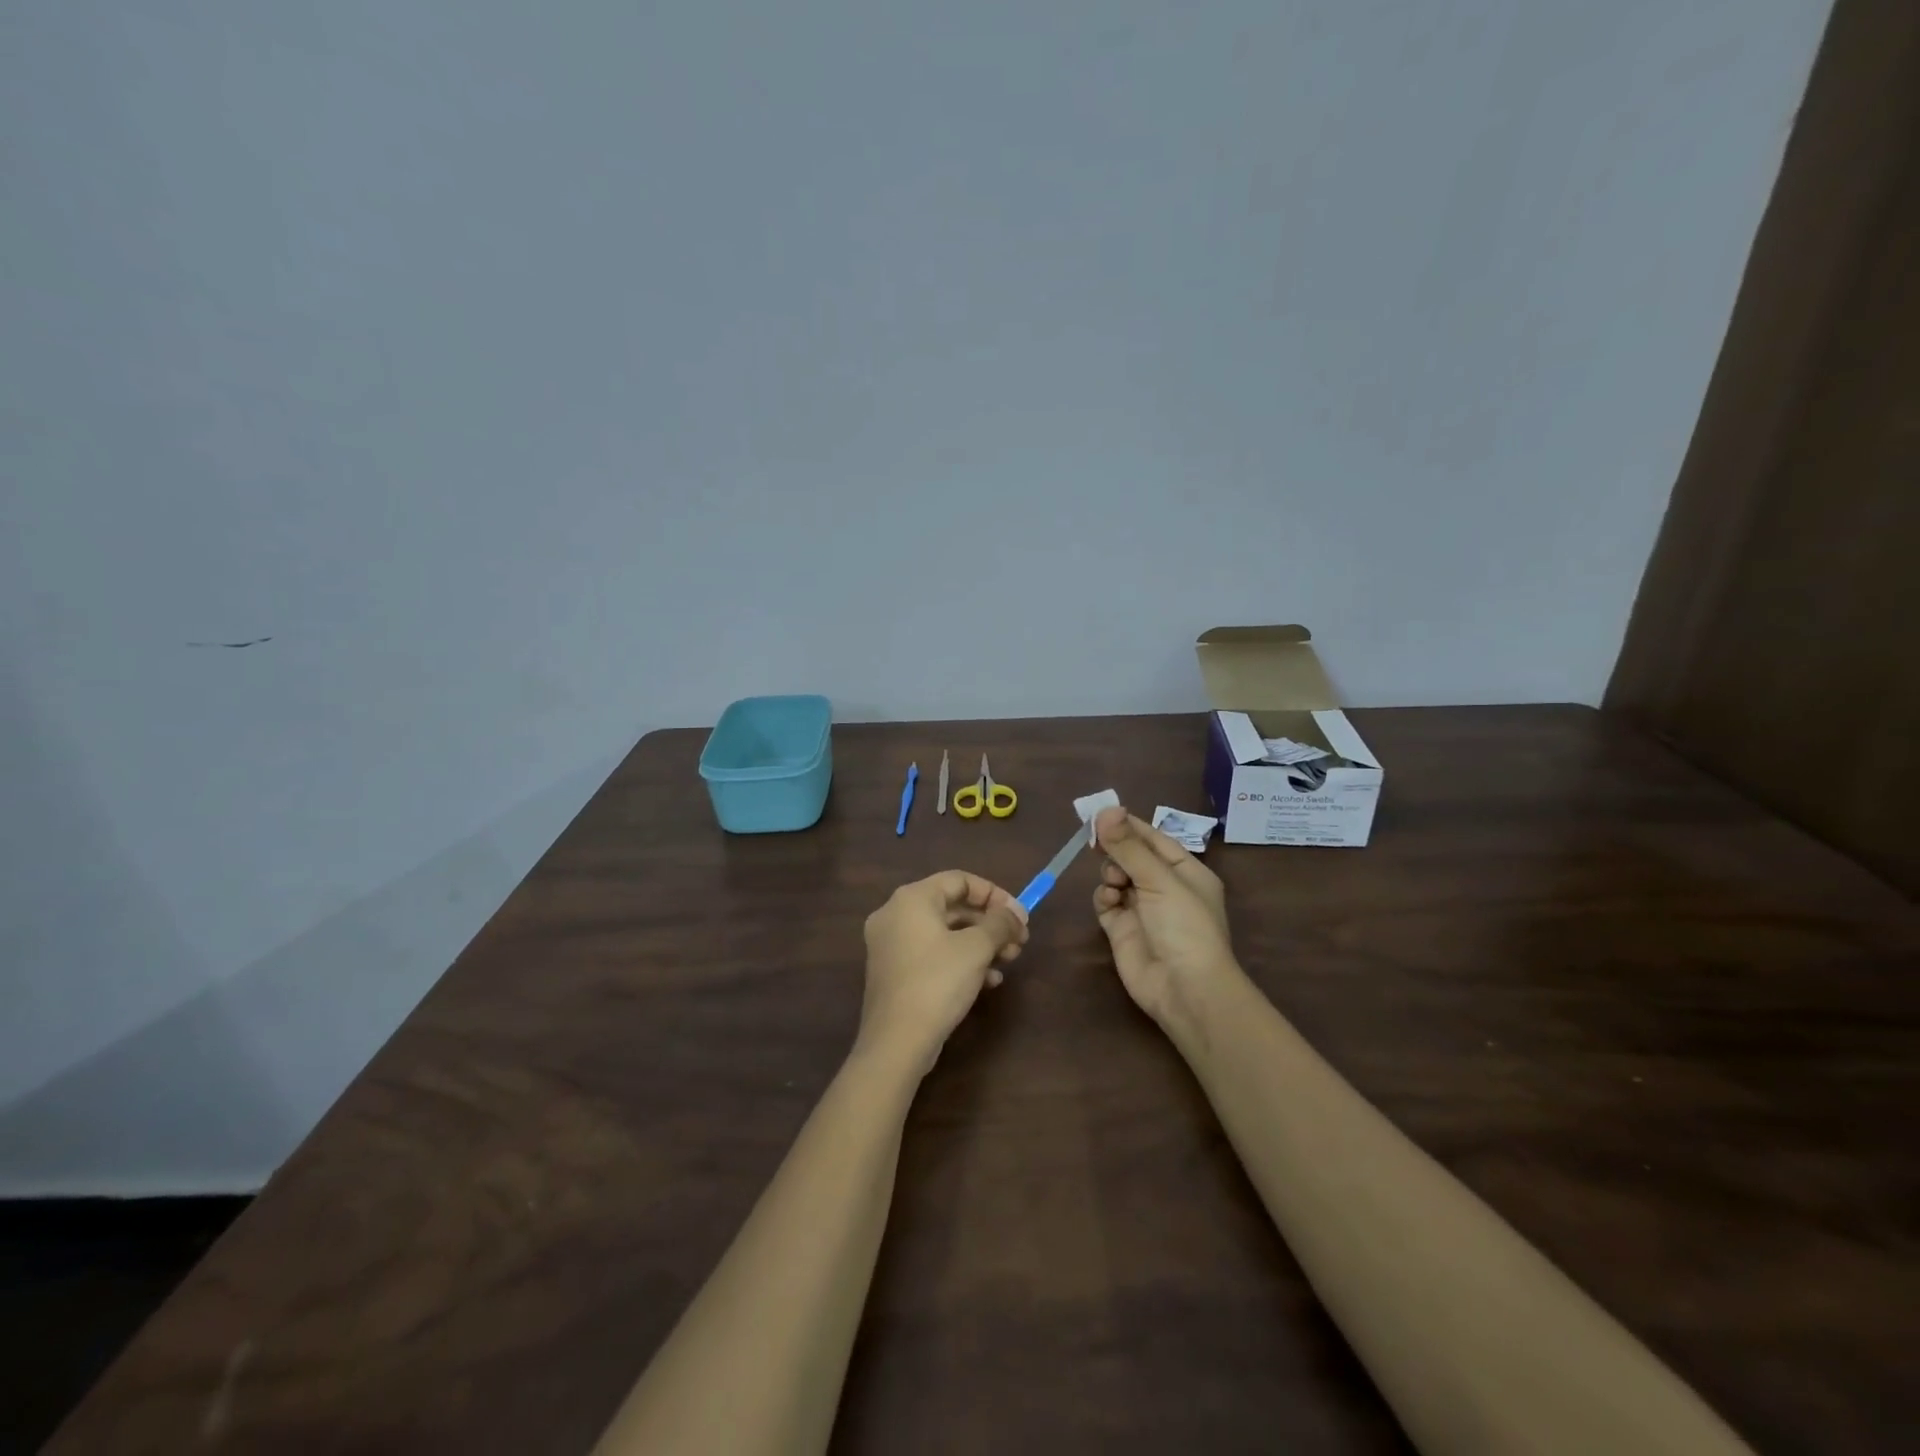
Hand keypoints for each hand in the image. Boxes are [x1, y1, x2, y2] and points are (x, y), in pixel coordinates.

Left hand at [858, 870, 1028, 1074]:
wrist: (897, 1042)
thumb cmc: (937, 982)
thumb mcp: (976, 948)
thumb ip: (1000, 923)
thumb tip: (1015, 914)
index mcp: (912, 898)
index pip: (959, 880)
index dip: (994, 894)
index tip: (1020, 915)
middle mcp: (896, 914)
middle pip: (952, 906)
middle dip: (990, 923)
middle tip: (1019, 941)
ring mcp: (891, 944)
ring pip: (945, 933)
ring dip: (980, 943)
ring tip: (1008, 962)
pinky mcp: (894, 972)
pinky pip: (933, 954)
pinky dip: (960, 960)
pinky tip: (988, 981)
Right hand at [1091, 806, 1240, 1027]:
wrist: (1184, 989)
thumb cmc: (1183, 925)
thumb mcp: (1159, 879)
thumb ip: (1128, 846)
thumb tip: (1105, 809)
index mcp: (1185, 871)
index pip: (1153, 838)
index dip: (1128, 825)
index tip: (1100, 814)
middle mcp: (1164, 887)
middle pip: (1131, 856)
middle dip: (1115, 849)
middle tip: (1095, 843)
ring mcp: (1142, 908)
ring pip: (1116, 876)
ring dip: (1110, 873)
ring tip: (1115, 883)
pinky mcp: (1122, 929)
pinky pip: (1106, 901)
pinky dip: (1104, 896)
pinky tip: (1109, 900)